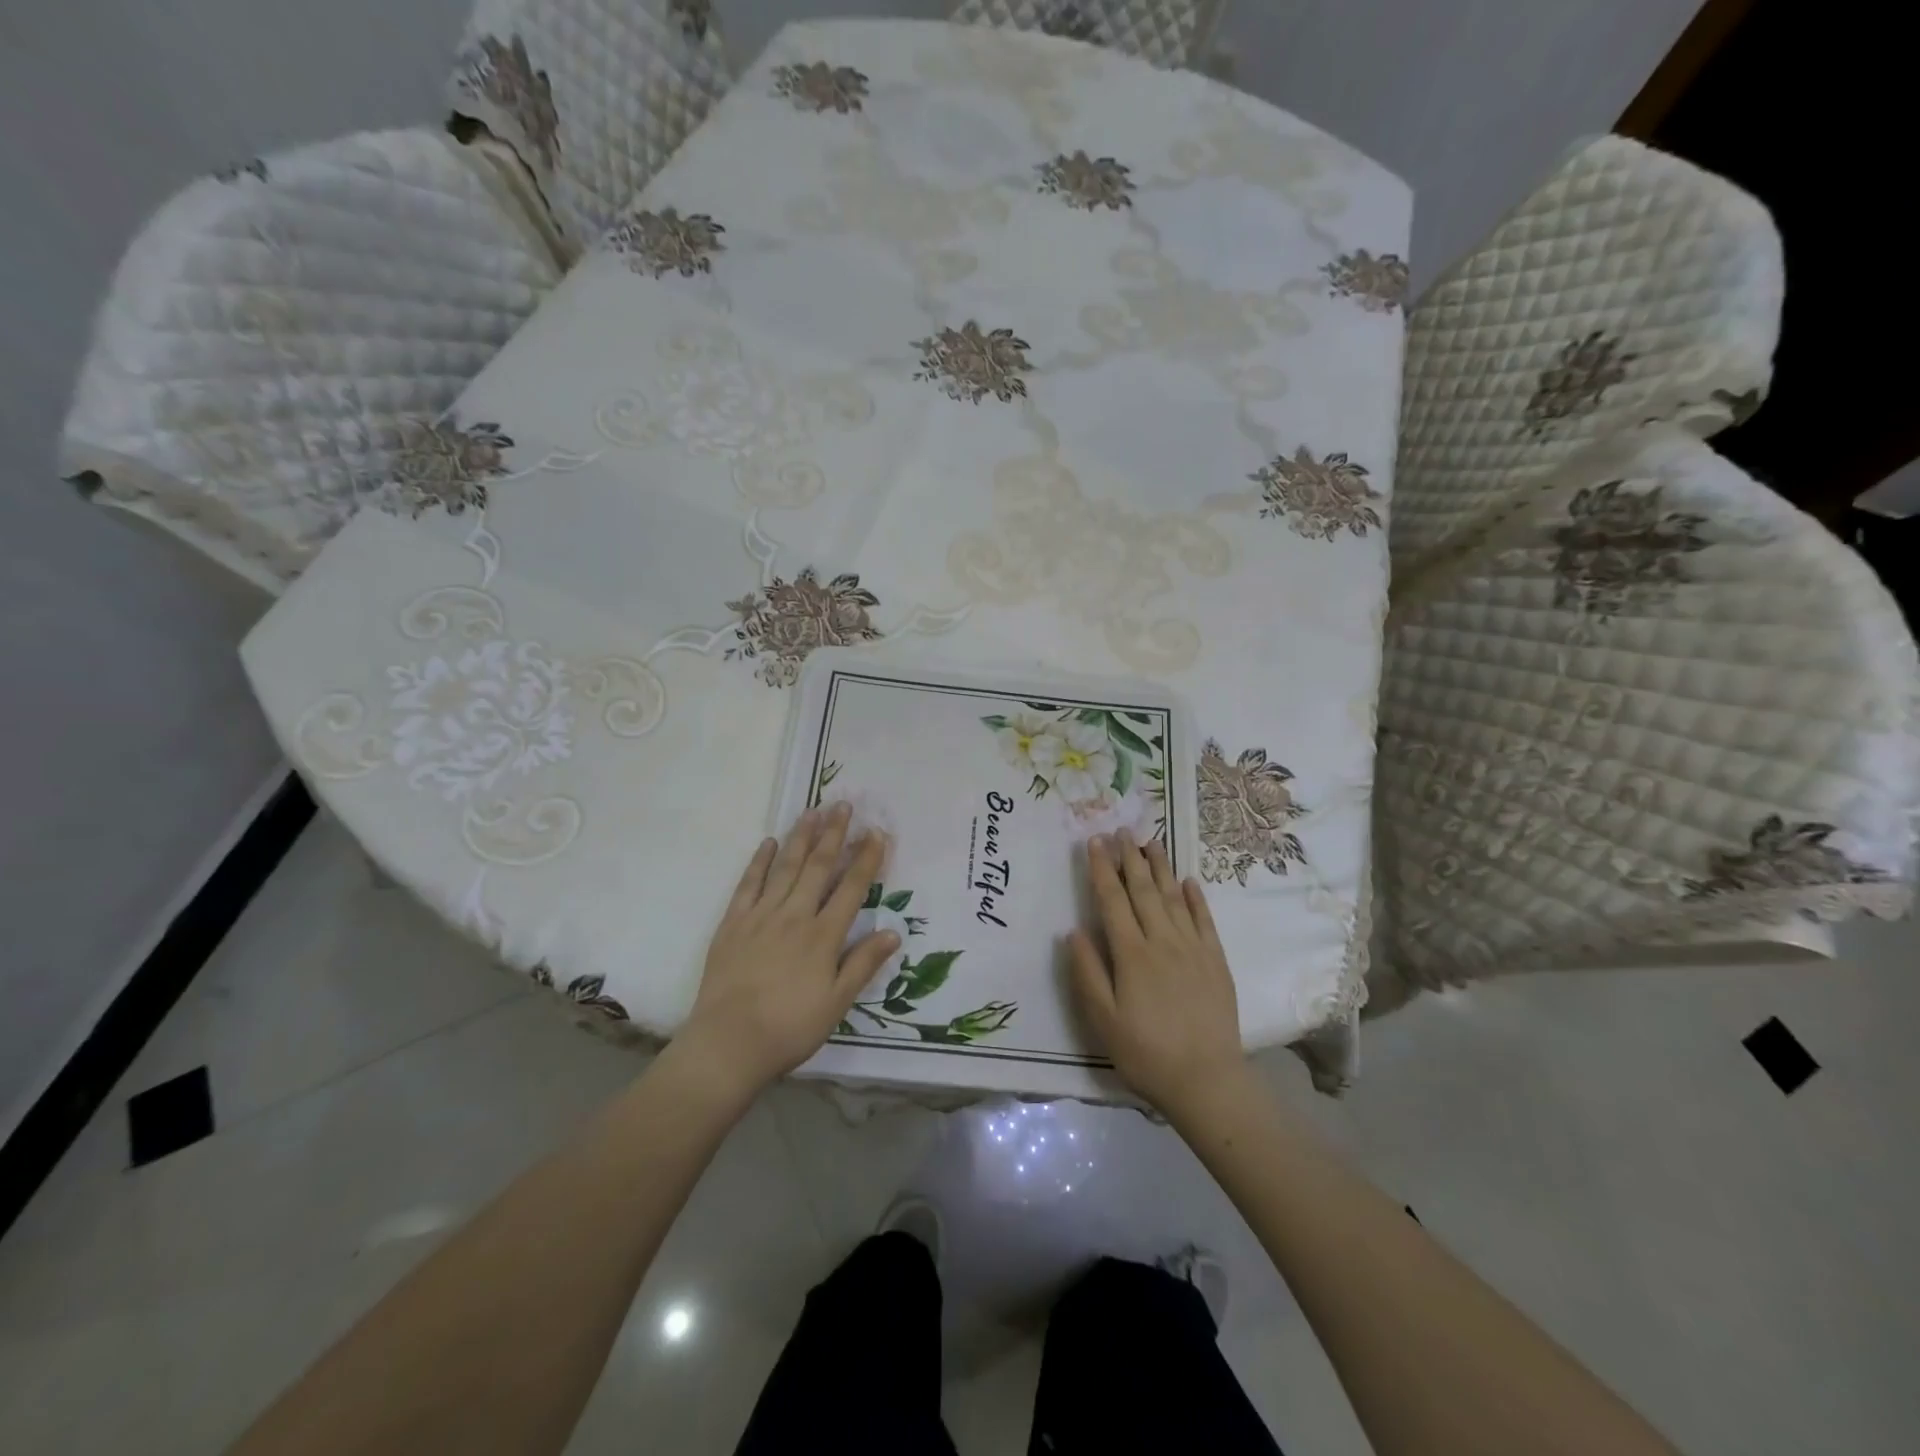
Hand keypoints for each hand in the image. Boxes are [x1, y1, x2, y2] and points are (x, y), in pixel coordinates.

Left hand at [680, 803, 898, 1096]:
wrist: (728, 1044)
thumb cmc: (790, 1028)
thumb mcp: (837, 1003)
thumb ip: (863, 964)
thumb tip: (893, 931)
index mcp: (823, 936)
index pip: (851, 888)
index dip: (866, 859)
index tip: (876, 833)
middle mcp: (794, 916)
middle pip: (818, 867)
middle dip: (834, 834)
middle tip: (843, 804)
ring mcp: (761, 916)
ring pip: (786, 868)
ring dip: (801, 837)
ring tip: (812, 810)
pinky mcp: (733, 924)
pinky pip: (748, 884)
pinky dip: (760, 862)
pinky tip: (769, 843)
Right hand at [1068, 830, 1248, 1121]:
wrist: (1206, 1081)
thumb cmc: (1145, 1052)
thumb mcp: (1102, 1019)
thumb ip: (1086, 973)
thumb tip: (1073, 931)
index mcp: (1131, 954)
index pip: (1112, 900)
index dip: (1101, 869)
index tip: (1094, 842)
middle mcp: (1162, 941)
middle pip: (1144, 890)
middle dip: (1130, 857)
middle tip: (1122, 829)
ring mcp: (1193, 949)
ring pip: (1174, 897)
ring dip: (1161, 867)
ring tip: (1152, 840)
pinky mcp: (1216, 961)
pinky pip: (1205, 920)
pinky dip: (1196, 898)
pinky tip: (1189, 881)